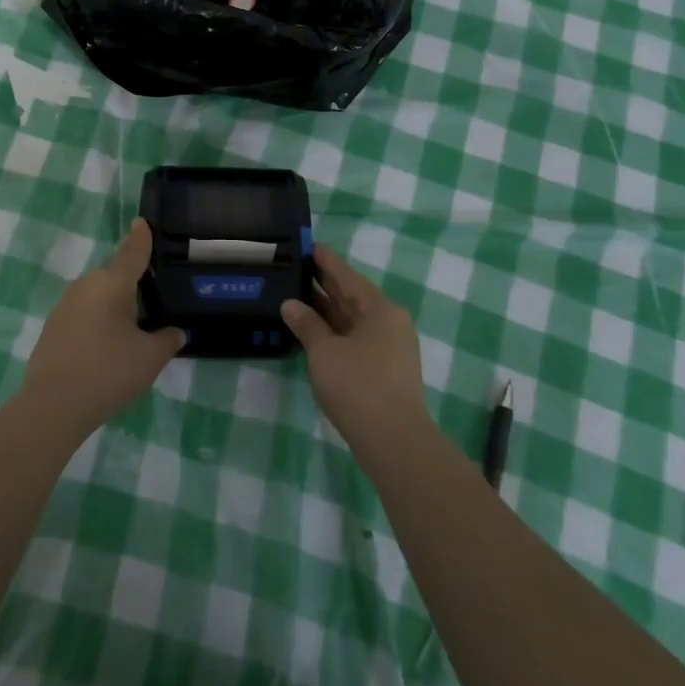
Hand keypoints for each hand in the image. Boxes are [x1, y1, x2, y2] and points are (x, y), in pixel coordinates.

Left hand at [19, 220, 183, 441]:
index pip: (132, 252)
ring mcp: (64, 305)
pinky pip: (82, 314)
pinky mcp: (52, 327)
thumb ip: (167, 340)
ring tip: (130, 328)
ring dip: (112, 306)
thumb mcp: (150, 358)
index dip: (140, 237)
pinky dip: (96, 322)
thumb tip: (175, 332)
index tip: (142, 222)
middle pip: (114, 276)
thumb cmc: (109, 372)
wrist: (53, 405)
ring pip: (97, 296)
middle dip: (131, 283)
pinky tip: (105, 347)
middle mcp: (86, 285)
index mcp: (112, 283)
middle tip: (151, 298)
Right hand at [281, 244, 426, 446]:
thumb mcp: (325, 352)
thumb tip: (290, 304)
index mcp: (379, 309)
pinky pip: (354, 338)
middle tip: (294, 268)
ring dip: (326, 310)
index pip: (347, 275)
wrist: (394, 441)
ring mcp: (388, 347)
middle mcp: (388, 322)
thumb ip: (307, 325)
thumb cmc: (358, 386)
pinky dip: (333, 331)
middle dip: (324, 284)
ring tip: (295, 295)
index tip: (307, 245)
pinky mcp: (384, 369)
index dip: (325, 261)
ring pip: (352, 319)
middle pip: (351, 296)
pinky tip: (312, 330)